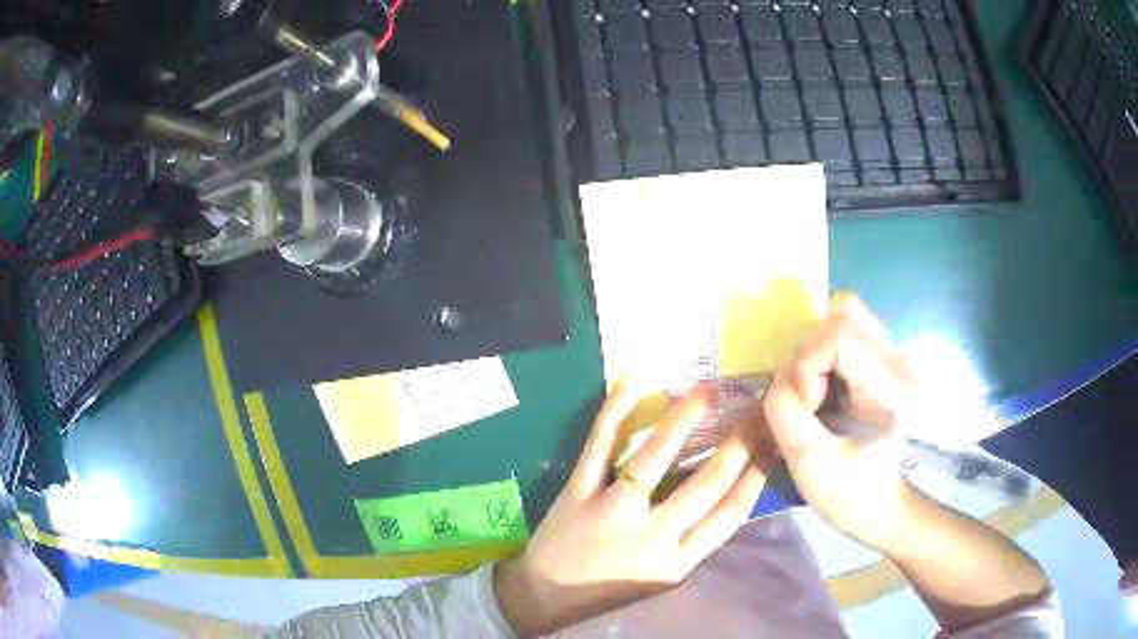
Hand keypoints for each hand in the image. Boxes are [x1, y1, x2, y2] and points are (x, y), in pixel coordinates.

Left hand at [494, 381, 773, 636]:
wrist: (546, 597)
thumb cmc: (611, 590)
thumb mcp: (664, 577)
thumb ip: (694, 539)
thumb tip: (730, 486)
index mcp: (677, 562)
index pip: (731, 512)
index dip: (758, 472)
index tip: (772, 441)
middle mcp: (650, 536)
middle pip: (707, 483)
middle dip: (739, 443)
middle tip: (756, 411)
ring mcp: (611, 511)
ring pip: (654, 457)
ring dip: (684, 419)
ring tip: (708, 391)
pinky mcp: (577, 492)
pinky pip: (600, 444)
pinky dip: (616, 410)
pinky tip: (635, 382)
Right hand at [762, 293, 915, 550]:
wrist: (884, 508)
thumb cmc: (851, 495)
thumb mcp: (809, 462)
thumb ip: (785, 411)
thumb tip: (778, 378)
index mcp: (889, 387)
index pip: (837, 333)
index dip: (807, 365)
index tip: (808, 408)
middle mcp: (898, 360)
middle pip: (843, 311)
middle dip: (810, 353)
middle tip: (811, 398)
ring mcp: (894, 358)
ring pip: (846, 314)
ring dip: (817, 350)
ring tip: (817, 393)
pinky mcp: (885, 364)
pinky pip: (848, 333)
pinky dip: (825, 354)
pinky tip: (825, 391)